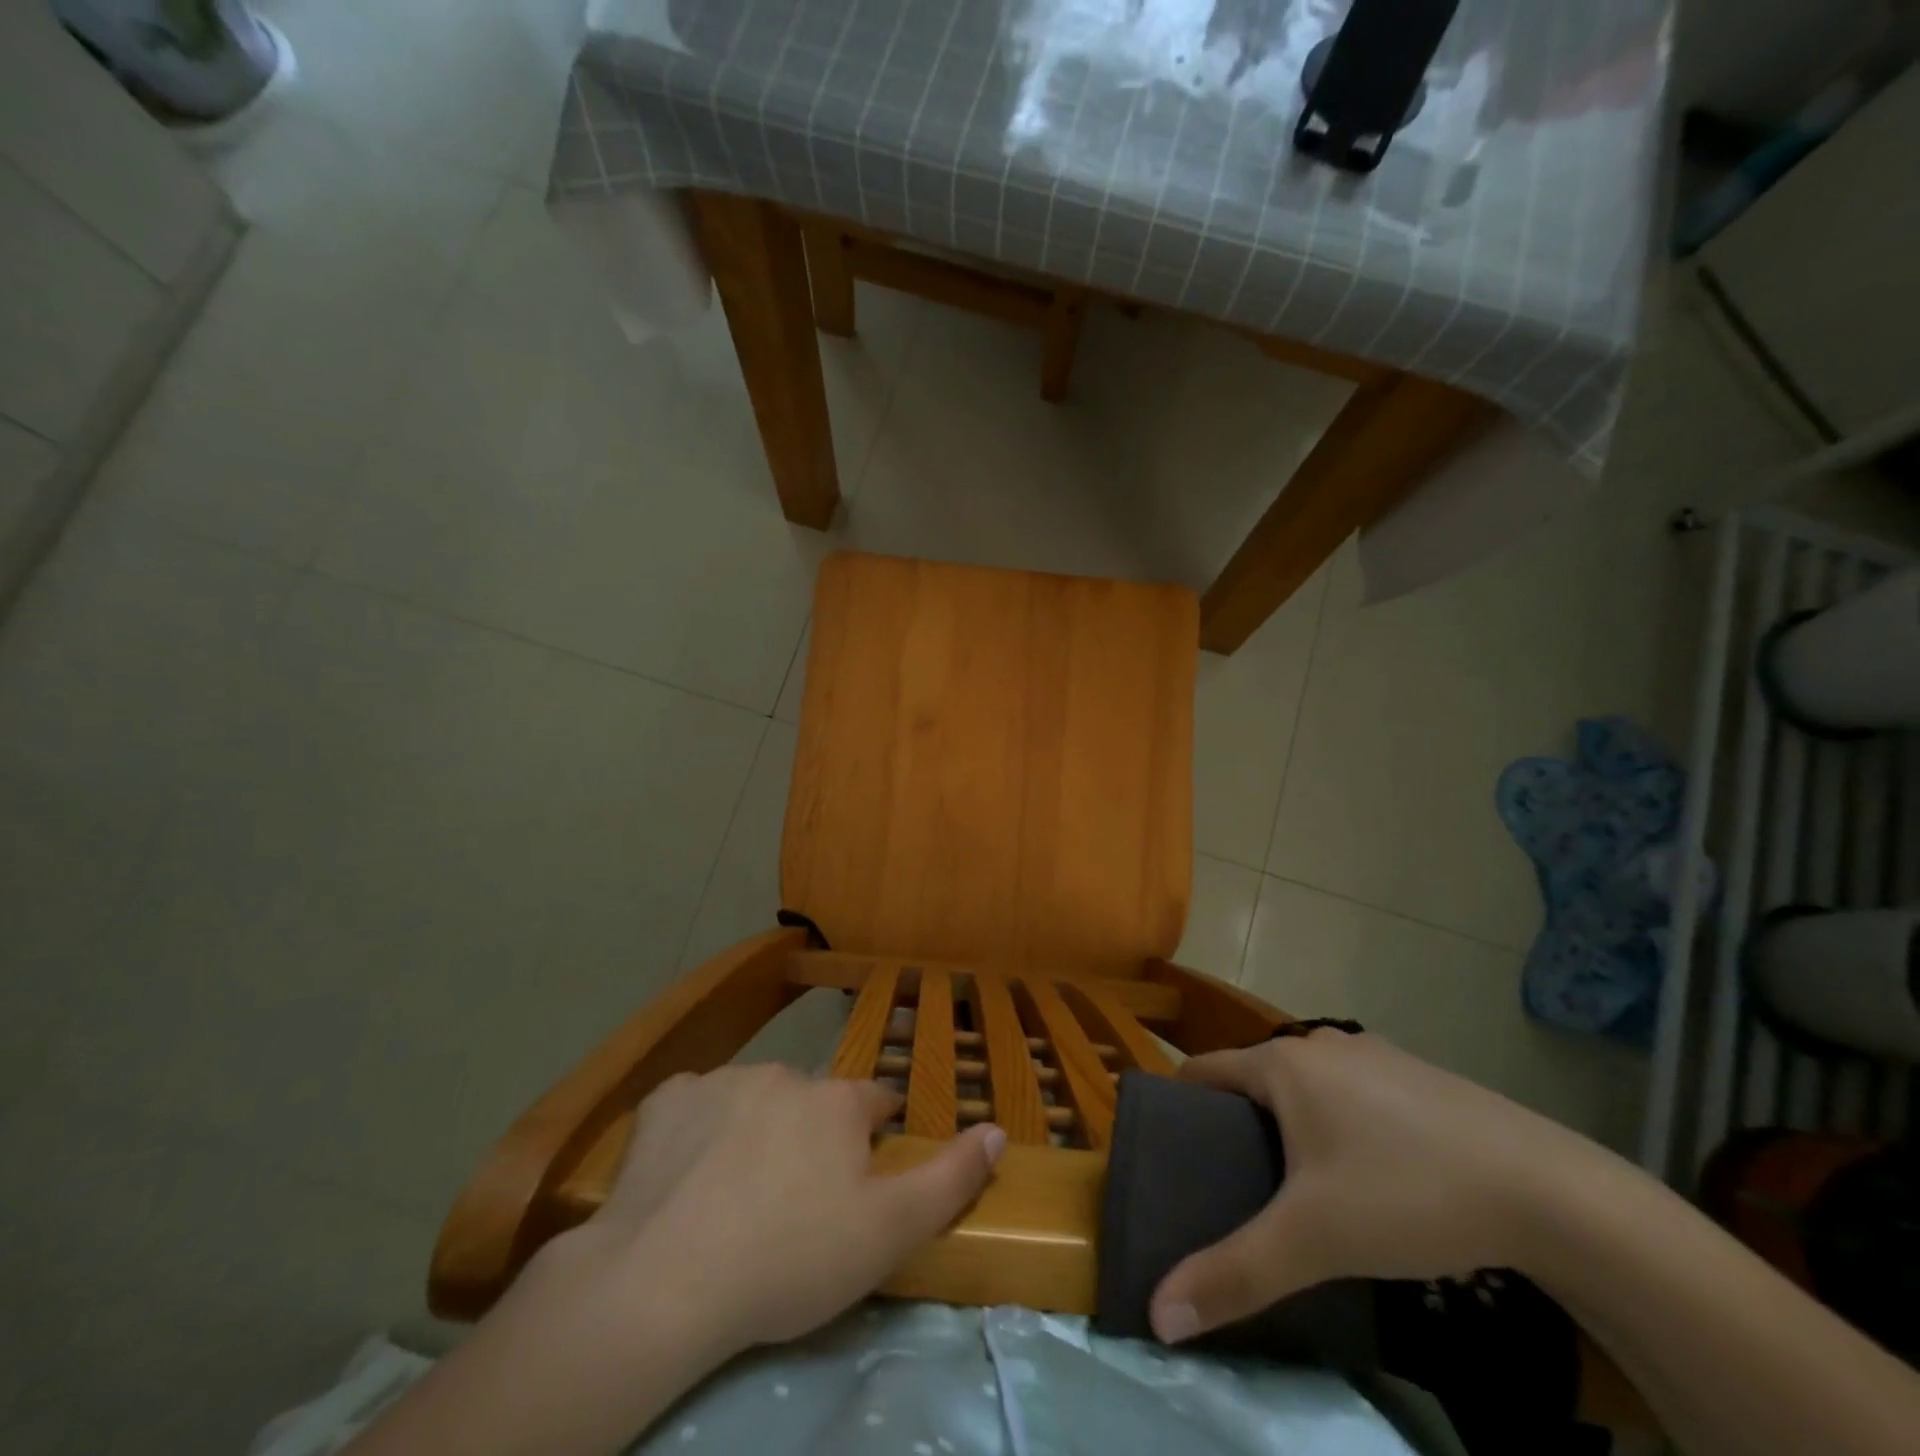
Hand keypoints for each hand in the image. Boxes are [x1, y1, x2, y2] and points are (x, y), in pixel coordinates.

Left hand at [595, 1064, 1004, 1356]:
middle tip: (793, 1200)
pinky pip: (694, 1105)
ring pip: (753, 1099)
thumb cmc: (789, 1259)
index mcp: (837, 1101)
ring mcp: (721, 1080)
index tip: (860, 1174)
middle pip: (811, 1101)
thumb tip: (997, 1129)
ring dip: (755, 1129)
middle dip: (811, 1136)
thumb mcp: (887, 1233)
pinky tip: (684, 1174)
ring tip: (735, 1194)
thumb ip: (950, 1177)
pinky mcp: (665, 1100)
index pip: (874, 1102)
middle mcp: (785, 1074)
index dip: (872, 1135)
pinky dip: (697, 1129)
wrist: (664, 1281)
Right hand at [1150, 1030, 1610, 1343]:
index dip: (1178, 1105)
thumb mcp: (1315, 1241)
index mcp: (1284, 1063)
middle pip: (1254, 1077)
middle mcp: (1321, 1044)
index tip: (1168, 1149)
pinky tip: (1364, 1174)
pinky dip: (1336, 1121)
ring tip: (1291, 1185)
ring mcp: (1374, 1055)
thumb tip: (1158, 1316)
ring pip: (1306, 1085)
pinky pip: (1351, 1092)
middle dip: (1234, 1121)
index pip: (1203, 1070)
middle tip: (1228, 1181)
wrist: (1551, 1192)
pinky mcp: (1417, 1076)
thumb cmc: (1409, 1195)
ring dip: (1287, 1121)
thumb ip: (1235, 1274)